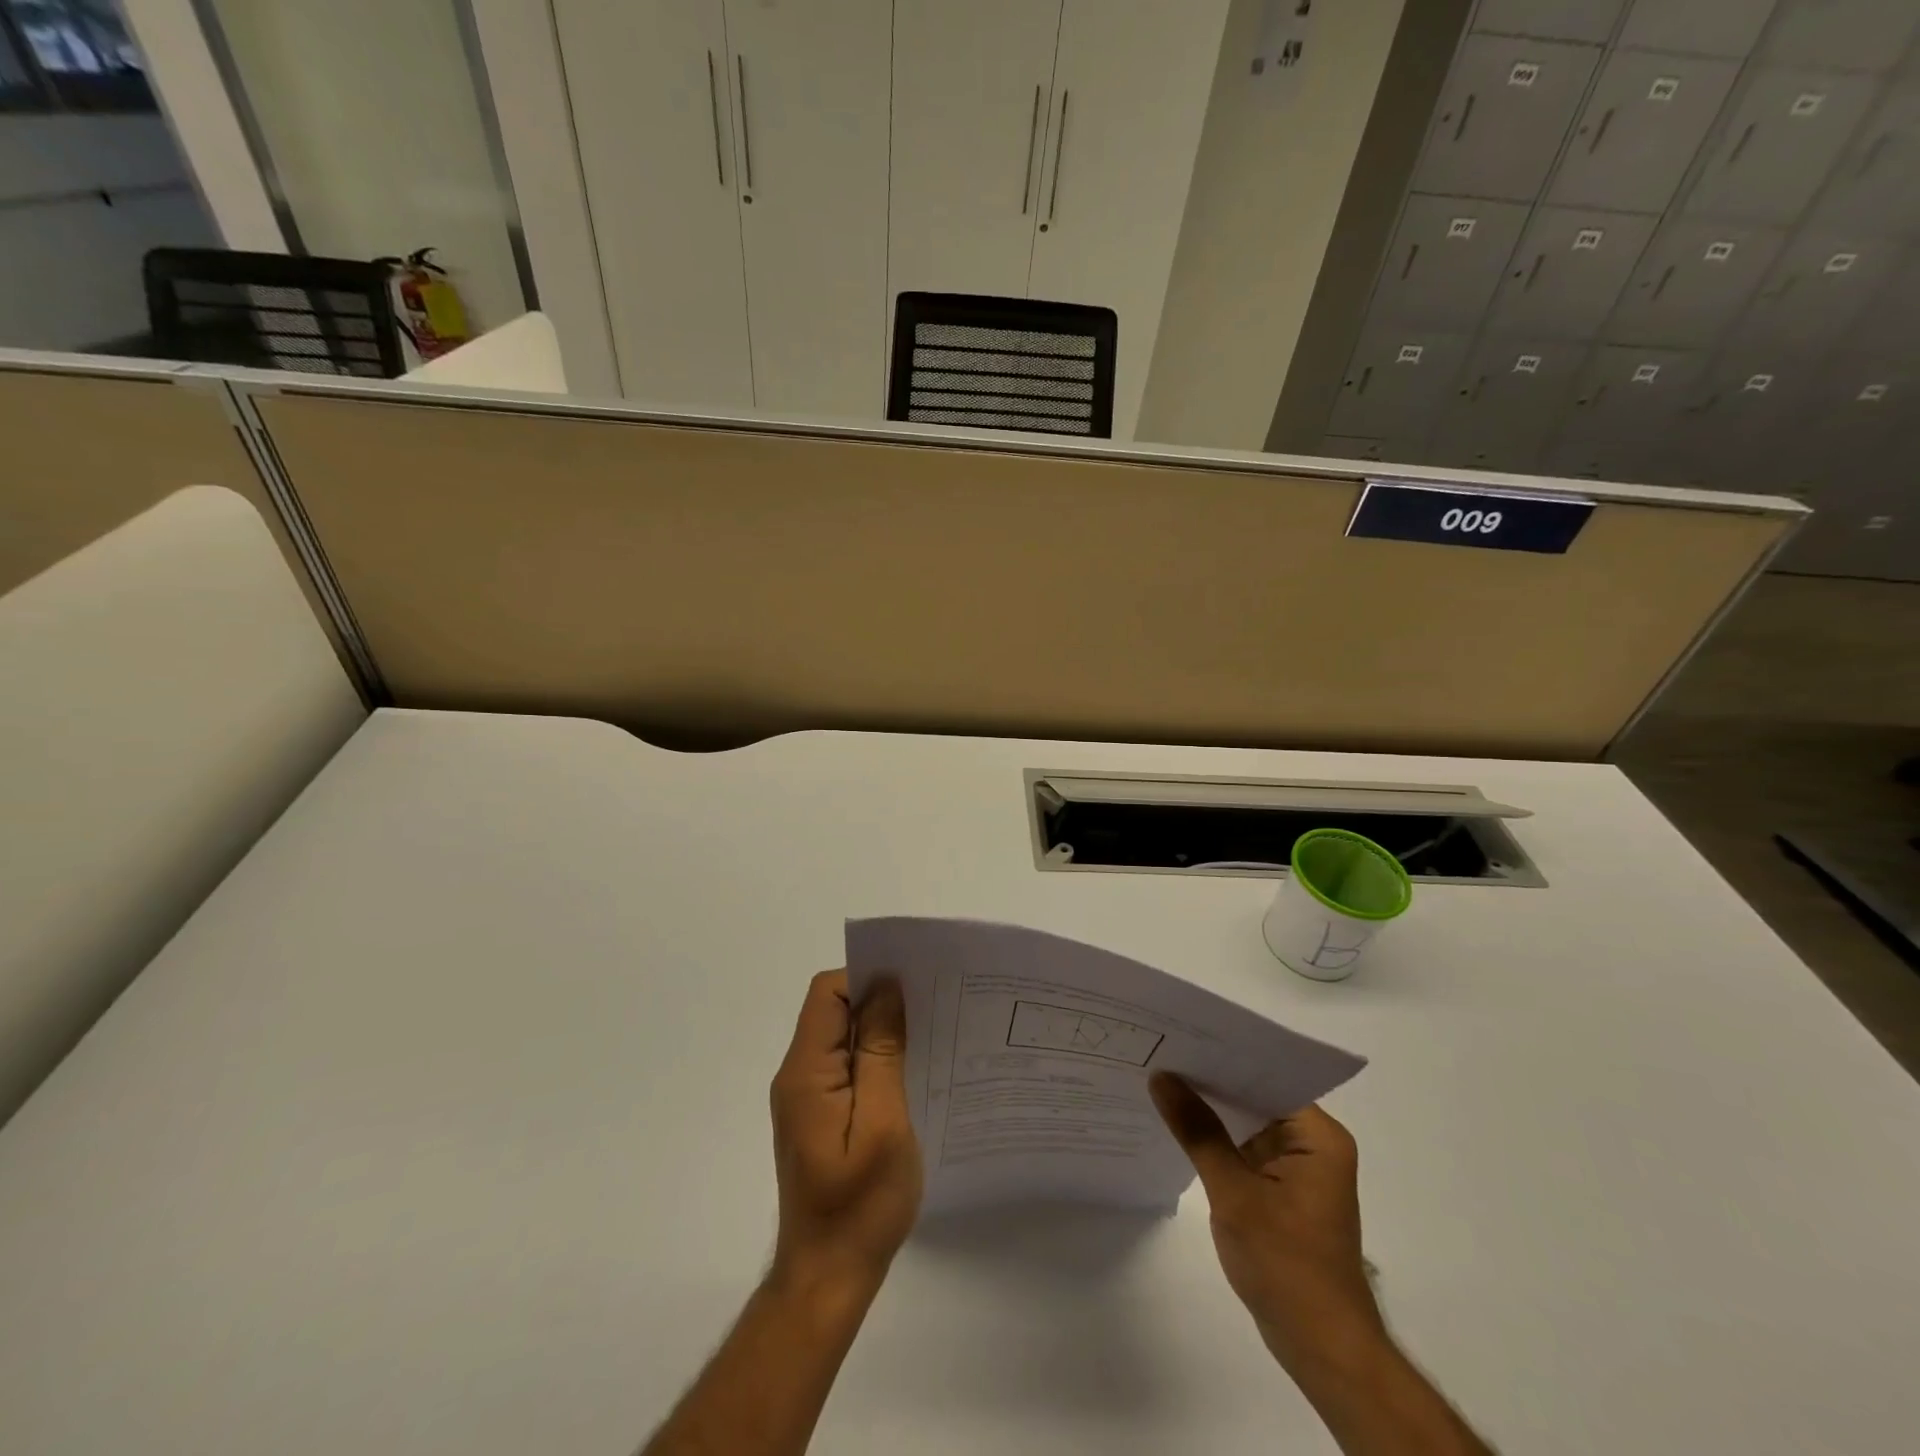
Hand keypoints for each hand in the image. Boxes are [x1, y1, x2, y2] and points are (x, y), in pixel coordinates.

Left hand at [769, 971, 921, 1295]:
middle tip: (930, 1008)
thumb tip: (886, 988)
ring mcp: (807, 1097)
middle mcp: (799, 1076)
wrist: (828, 1279)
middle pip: (833, 1010)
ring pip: (842, 1038)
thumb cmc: (859, 1205)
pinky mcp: (819, 1116)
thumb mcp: (883, 1123)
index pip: (827, 994)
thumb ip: (881, 1052)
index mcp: (807, 1072)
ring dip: (880, 1031)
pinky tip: (911, 1073)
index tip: (912, 987)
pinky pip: (846, 1067)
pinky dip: (876, 1059)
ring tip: (928, 1037)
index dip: (866, 979)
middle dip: (879, 1001)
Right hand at [1150, 1074, 1382, 1372]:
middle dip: (1209, 1082)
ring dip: (1210, 1111)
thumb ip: (1198, 1131)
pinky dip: (1217, 1140)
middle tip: (1158, 1053)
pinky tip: (1179, 1127)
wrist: (1321, 1349)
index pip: (1266, 1076)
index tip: (1178, 1039)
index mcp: (1317, 1136)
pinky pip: (1245, 1149)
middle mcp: (1313, 1144)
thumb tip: (1162, 1078)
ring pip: (1247, 1123)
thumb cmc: (1286, 1265)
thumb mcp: (1234, 1193)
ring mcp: (1298, 1169)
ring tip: (1160, 1080)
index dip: (1222, 1057)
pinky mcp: (1283, 1191)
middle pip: (1255, 1097)